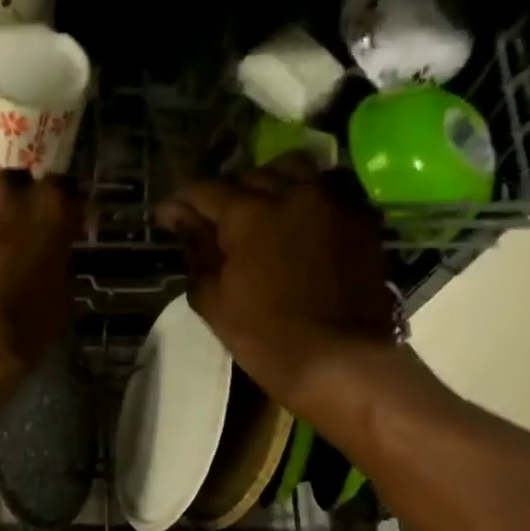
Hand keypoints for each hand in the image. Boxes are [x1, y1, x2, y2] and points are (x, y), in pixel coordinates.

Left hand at [0, 171, 79, 414]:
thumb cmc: (23, 328)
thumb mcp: (62, 290)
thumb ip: (59, 252)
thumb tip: (52, 244)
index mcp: (51, 204)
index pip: (63, 189)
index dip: (57, 209)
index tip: (56, 225)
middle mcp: (8, 186)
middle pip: (16, 182)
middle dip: (16, 204)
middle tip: (11, 233)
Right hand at [156, 157, 395, 407]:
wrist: (341, 361)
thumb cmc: (265, 337)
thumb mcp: (214, 299)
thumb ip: (196, 250)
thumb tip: (181, 220)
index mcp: (248, 214)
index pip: (204, 190)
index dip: (180, 202)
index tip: (167, 217)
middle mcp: (292, 193)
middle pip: (249, 175)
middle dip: (225, 194)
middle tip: (213, 221)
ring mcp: (333, 202)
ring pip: (293, 170)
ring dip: (269, 184)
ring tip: (260, 210)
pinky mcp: (362, 218)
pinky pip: (328, 190)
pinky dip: (306, 197)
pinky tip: (297, 222)